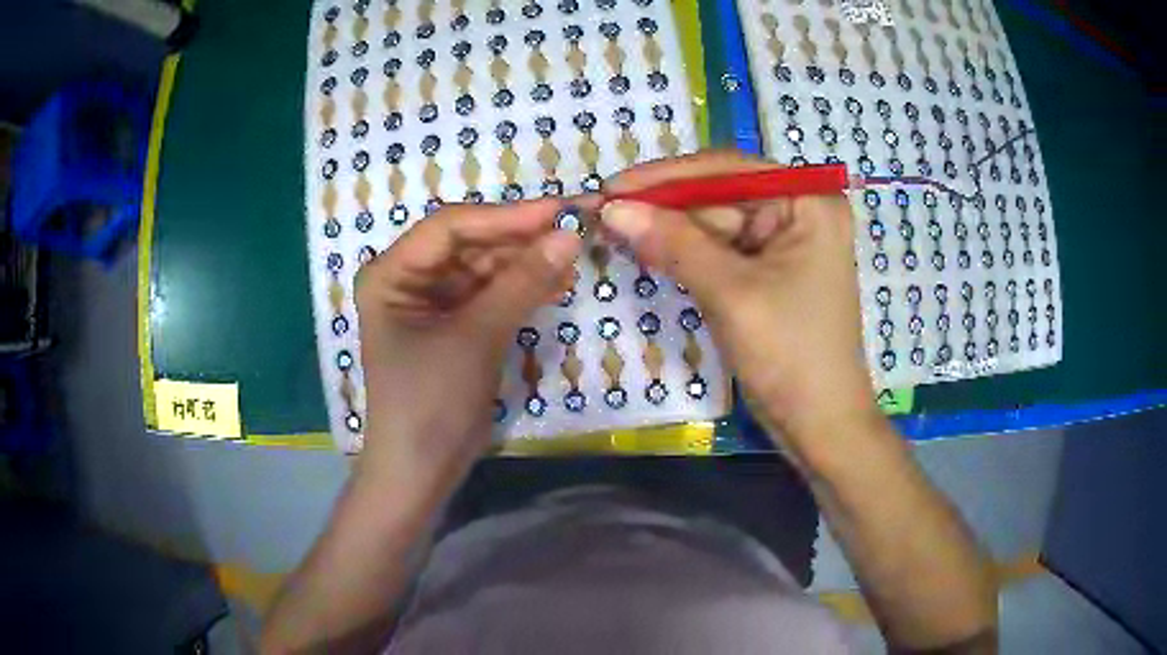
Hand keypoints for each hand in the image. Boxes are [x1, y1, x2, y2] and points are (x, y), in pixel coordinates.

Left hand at [354, 200, 582, 490]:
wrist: (422, 471)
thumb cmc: (430, 402)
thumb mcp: (475, 337)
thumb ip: (522, 283)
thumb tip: (569, 235)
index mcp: (391, 273)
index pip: (451, 226)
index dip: (506, 215)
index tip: (560, 211)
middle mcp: (408, 279)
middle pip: (471, 243)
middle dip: (521, 239)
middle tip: (577, 231)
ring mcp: (433, 303)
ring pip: (486, 267)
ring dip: (527, 263)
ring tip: (574, 260)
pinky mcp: (456, 325)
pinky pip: (492, 294)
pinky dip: (523, 289)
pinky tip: (557, 284)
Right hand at [601, 151, 880, 451]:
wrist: (819, 424)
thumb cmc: (790, 353)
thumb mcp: (731, 292)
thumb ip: (673, 243)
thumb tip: (612, 209)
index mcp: (808, 202)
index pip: (728, 170)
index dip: (666, 177)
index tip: (613, 187)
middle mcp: (799, 211)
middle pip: (719, 195)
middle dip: (664, 207)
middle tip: (603, 215)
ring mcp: (784, 243)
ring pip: (714, 224)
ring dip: (669, 231)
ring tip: (615, 233)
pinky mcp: (768, 273)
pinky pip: (720, 252)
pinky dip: (685, 254)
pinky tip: (647, 252)